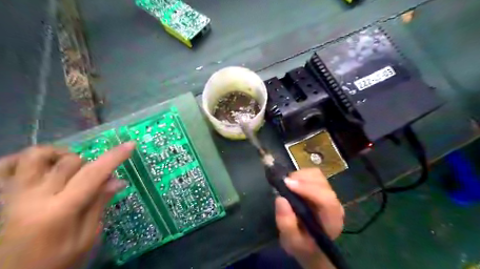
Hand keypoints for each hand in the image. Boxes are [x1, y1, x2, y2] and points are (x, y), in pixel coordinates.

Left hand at [0, 143, 134, 268]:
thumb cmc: (55, 263)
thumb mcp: (86, 238)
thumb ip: (99, 205)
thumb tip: (118, 180)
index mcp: (59, 211)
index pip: (93, 174)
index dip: (114, 157)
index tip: (130, 145)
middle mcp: (33, 197)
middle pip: (70, 162)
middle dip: (91, 165)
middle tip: (96, 179)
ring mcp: (12, 194)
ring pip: (36, 155)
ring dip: (60, 155)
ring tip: (69, 166)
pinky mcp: (0, 195)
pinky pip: (6, 165)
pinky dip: (25, 159)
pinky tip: (41, 166)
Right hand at [274, 168, 344, 268]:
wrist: (311, 246)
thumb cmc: (303, 246)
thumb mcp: (291, 242)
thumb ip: (286, 224)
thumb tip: (280, 198)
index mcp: (332, 220)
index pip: (326, 199)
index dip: (307, 189)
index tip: (287, 184)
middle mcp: (334, 204)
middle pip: (321, 183)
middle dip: (301, 180)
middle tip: (283, 185)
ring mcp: (329, 194)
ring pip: (316, 175)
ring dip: (299, 177)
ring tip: (287, 186)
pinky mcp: (322, 189)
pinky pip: (312, 175)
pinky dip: (300, 176)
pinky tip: (292, 185)